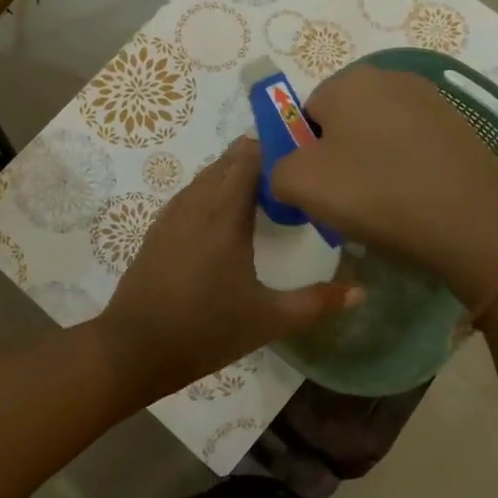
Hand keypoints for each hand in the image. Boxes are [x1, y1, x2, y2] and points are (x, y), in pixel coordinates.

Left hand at [95, 139, 361, 402]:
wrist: (134, 348)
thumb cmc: (206, 330)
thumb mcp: (268, 319)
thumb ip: (316, 302)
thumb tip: (362, 292)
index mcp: (225, 213)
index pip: (250, 157)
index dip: (276, 148)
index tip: (304, 157)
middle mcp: (197, 202)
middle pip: (228, 161)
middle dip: (259, 158)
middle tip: (293, 174)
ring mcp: (172, 214)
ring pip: (207, 175)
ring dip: (234, 173)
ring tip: (266, 190)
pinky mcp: (158, 228)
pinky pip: (191, 193)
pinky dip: (213, 189)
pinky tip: (227, 213)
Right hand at [268, 65, 497, 304]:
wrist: (472, 220)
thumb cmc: (376, 192)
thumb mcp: (301, 184)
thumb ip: (276, 170)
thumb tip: (288, 173)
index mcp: (349, 80)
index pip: (305, 115)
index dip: (304, 154)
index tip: (318, 189)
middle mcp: (390, 77)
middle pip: (343, 121)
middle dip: (338, 157)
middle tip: (347, 199)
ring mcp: (431, 99)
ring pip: (379, 134)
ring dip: (372, 163)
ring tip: (384, 204)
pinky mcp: (459, 126)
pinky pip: (413, 146)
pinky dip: (406, 168)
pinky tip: (414, 199)